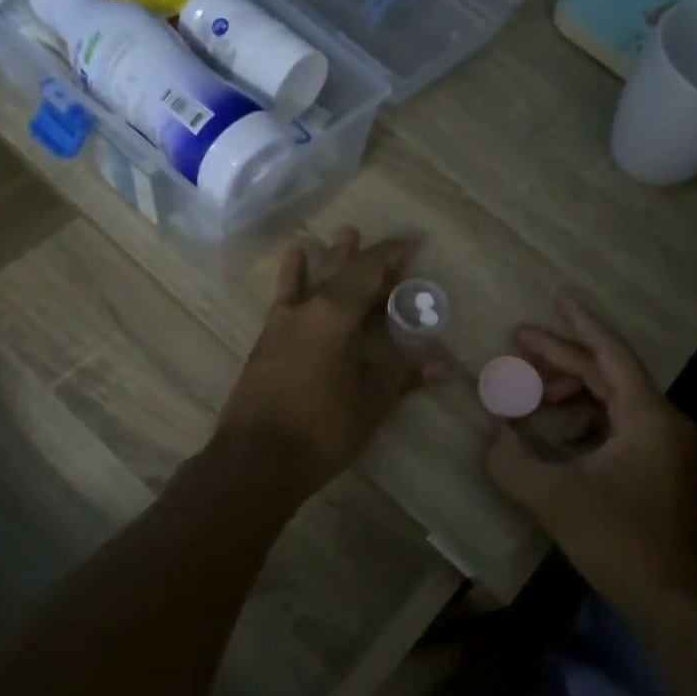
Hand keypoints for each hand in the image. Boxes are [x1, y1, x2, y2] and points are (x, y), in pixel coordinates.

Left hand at [218, 227, 442, 491]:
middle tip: (381, 242)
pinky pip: (285, 299)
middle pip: (337, 272)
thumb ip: (401, 376)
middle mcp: (305, 311)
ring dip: (327, 259)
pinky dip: (294, 280)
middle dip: (361, 255)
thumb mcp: (369, 403)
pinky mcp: (266, 343)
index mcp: (333, 317)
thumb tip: (441, 365)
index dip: (390, 255)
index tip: (411, 243)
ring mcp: (281, 325)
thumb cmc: (320, 429)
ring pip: (309, 281)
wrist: (255, 460)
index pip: (366, 272)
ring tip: (339, 235)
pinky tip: (294, 265)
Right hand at [485, 297, 696, 612]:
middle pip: (608, 373)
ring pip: (613, 397)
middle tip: (518, 342)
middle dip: (562, 357)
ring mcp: (664, 443)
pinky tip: (558, 426)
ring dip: (572, 387)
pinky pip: (619, 421)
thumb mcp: (553, 498)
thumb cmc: (616, 541)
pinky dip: (586, 415)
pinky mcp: (658, 463)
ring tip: (532, 390)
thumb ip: (511, 459)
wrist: (669, 596)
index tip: (557, 298)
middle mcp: (662, 420)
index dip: (581, 325)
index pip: (611, 354)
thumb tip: (491, 430)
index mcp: (647, 417)